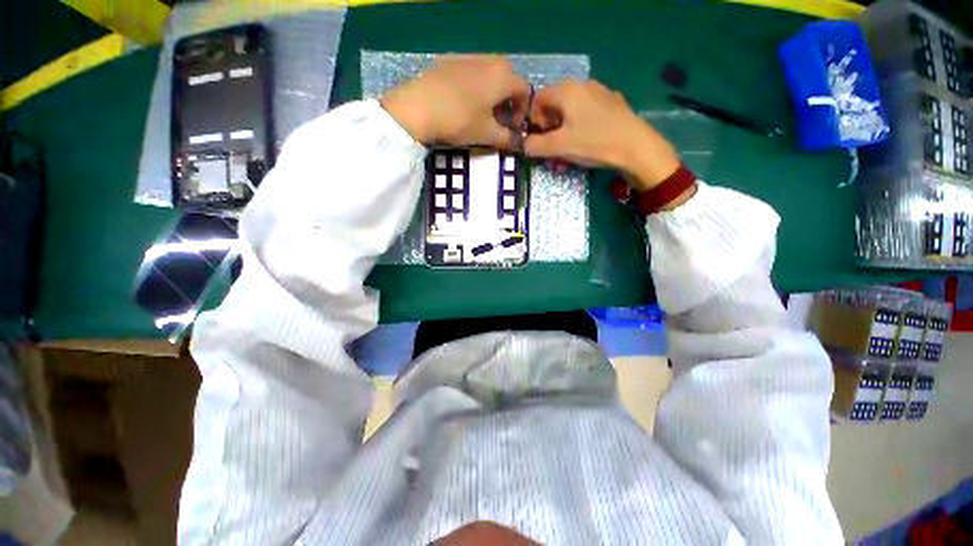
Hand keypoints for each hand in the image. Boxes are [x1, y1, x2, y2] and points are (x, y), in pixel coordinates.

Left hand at [381, 56, 530, 147]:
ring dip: (492, 93)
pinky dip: (476, 86)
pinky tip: (464, 103)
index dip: (523, 112)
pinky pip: (472, 72)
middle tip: (499, 121)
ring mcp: (468, 57)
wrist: (418, 107)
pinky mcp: (450, 60)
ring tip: (482, 113)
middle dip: (508, 102)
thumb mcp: (486, 134)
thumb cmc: (460, 121)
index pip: (525, 91)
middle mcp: (490, 60)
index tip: (513, 128)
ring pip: (490, 74)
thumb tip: (517, 143)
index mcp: (503, 76)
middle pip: (508, 80)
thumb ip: (507, 139)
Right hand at [524, 80, 680, 190]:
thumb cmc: (594, 143)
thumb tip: (522, 145)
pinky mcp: (611, 105)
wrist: (636, 147)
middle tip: (551, 153)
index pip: (538, 100)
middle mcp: (582, 85)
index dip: (533, 122)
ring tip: (566, 158)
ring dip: (562, 137)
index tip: (538, 141)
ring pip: (570, 114)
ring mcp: (599, 94)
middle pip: (554, 107)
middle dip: (548, 133)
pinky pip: (586, 116)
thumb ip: (535, 146)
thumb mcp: (559, 147)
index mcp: (567, 90)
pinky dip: (578, 132)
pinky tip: (584, 148)